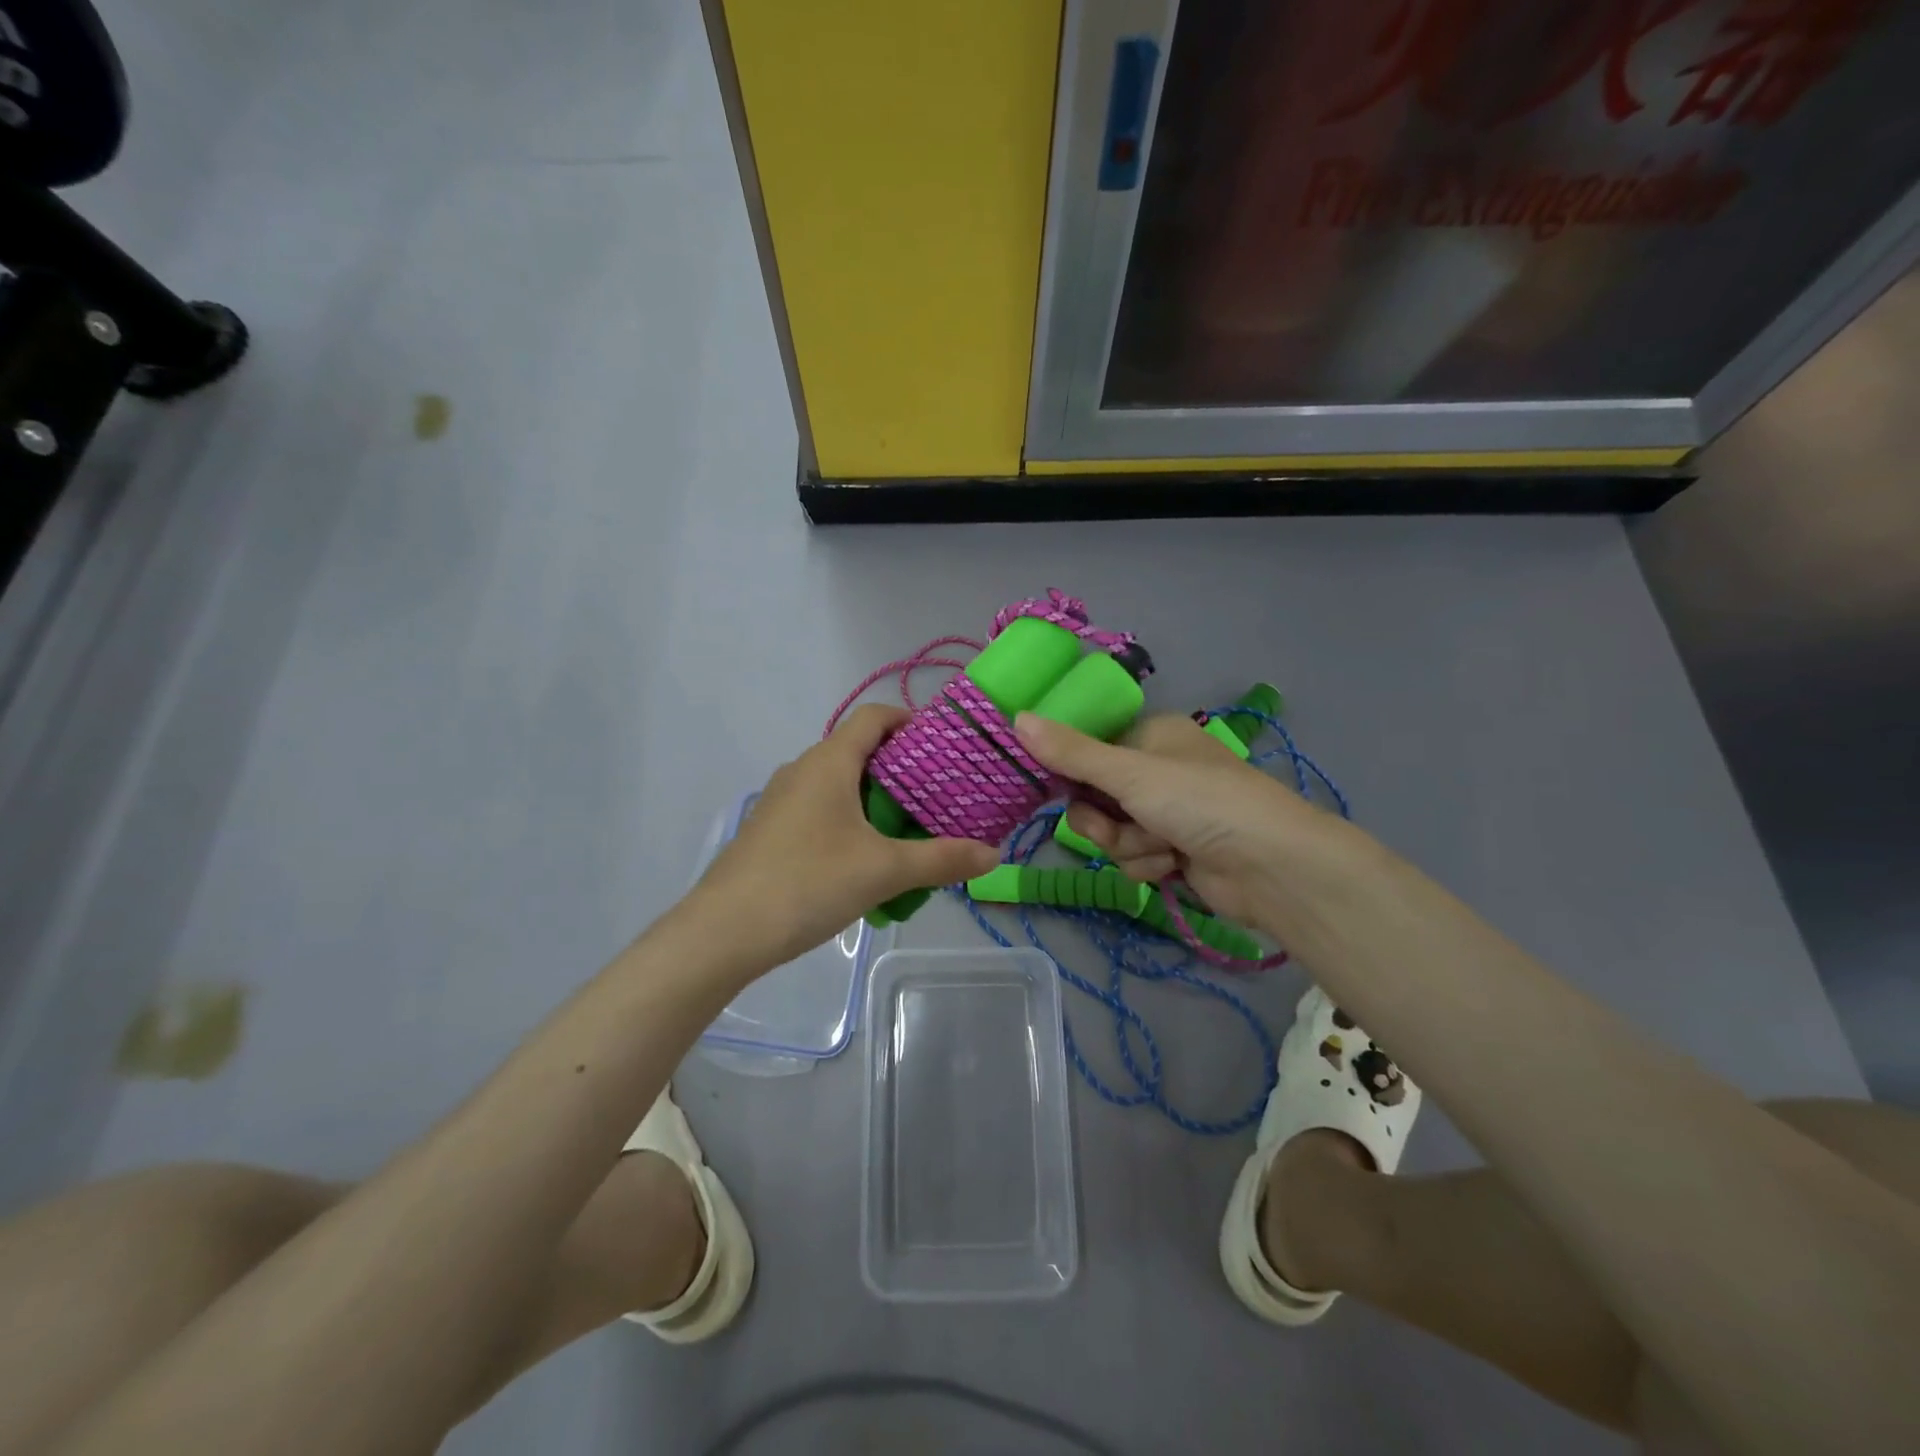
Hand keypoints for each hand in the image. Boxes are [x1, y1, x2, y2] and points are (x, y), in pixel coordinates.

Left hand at [689, 705, 998, 968]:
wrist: (723, 932)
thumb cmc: (807, 883)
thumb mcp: (883, 871)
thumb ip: (941, 860)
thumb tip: (994, 855)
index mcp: (829, 762)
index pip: (874, 717)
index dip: (910, 721)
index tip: (944, 746)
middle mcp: (803, 770)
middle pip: (859, 750)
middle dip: (901, 768)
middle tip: (939, 796)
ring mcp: (781, 800)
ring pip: (839, 783)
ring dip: (875, 798)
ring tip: (910, 829)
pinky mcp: (771, 830)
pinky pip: (820, 809)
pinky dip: (850, 819)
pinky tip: (866, 859)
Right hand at [1013, 711, 1349, 932]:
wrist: (1270, 865)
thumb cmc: (1200, 801)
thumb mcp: (1129, 772)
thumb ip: (1071, 752)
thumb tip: (1016, 717)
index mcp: (1151, 736)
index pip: (1089, 748)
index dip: (1071, 772)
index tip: (1055, 786)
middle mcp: (1157, 770)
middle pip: (1095, 796)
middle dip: (1104, 820)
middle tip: (1121, 823)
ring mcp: (1168, 813)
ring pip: (1112, 832)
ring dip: (1129, 846)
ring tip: (1162, 847)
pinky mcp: (1176, 851)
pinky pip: (1134, 857)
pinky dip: (1148, 864)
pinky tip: (1174, 865)